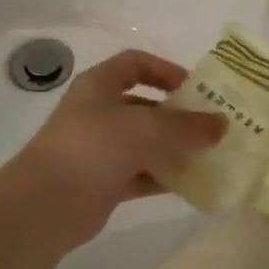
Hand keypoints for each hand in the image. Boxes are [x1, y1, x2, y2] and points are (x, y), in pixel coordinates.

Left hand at [8, 49, 224, 236]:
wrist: (45, 205)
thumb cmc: (93, 147)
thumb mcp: (146, 129)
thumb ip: (187, 126)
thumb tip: (223, 124)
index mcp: (100, 85)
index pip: (136, 63)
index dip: (166, 70)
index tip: (195, 89)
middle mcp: (98, 112)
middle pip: (145, 106)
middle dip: (178, 115)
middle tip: (212, 127)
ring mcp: (99, 149)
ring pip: (145, 143)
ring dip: (174, 149)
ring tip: (209, 156)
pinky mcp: (103, 183)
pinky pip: (141, 174)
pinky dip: (163, 177)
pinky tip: (191, 184)